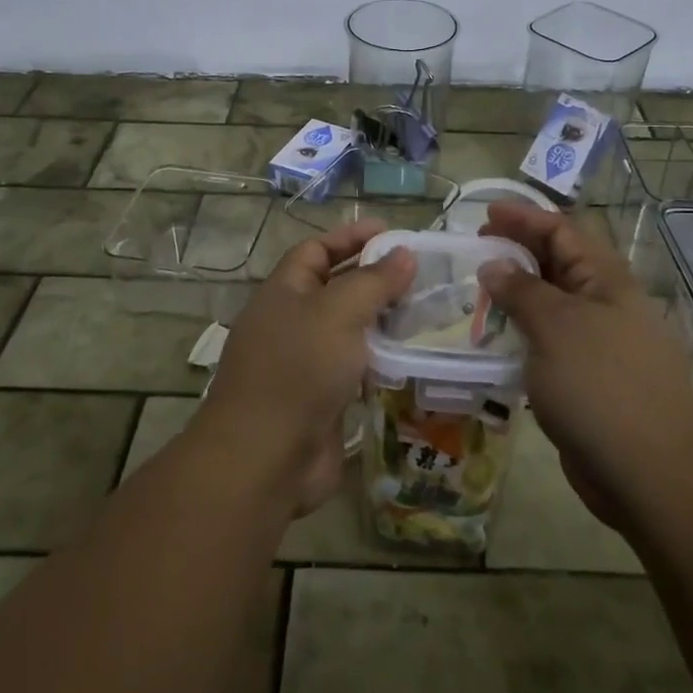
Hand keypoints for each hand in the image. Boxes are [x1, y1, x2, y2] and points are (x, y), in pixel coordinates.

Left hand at [200, 218, 414, 516]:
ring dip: (382, 320)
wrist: (266, 459)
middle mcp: (291, 323)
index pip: (316, 250)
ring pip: (348, 330)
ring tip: (426, 311)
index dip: (351, 237)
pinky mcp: (322, 400)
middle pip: (335, 288)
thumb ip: (373, 281)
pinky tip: (413, 356)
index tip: (392, 234)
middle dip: (374, 278)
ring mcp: (305, 364)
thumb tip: (403, 254)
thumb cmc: (298, 370)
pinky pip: (355, 368)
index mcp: (283, 293)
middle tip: (421, 274)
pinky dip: (381, 359)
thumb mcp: (338, 312)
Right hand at [479, 201, 692, 530]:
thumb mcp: (555, 327)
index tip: (485, 214)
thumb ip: (522, 291)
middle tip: (477, 251)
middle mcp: (607, 305)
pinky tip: (498, 342)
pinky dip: (524, 334)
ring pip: (553, 305)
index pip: (563, 231)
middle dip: (518, 252)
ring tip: (480, 294)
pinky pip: (552, 342)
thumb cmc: (601, 387)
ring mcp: (602, 344)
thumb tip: (494, 266)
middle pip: (559, 264)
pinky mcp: (591, 380)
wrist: (648, 474)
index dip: (524, 218)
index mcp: (607, 281)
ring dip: (518, 295)